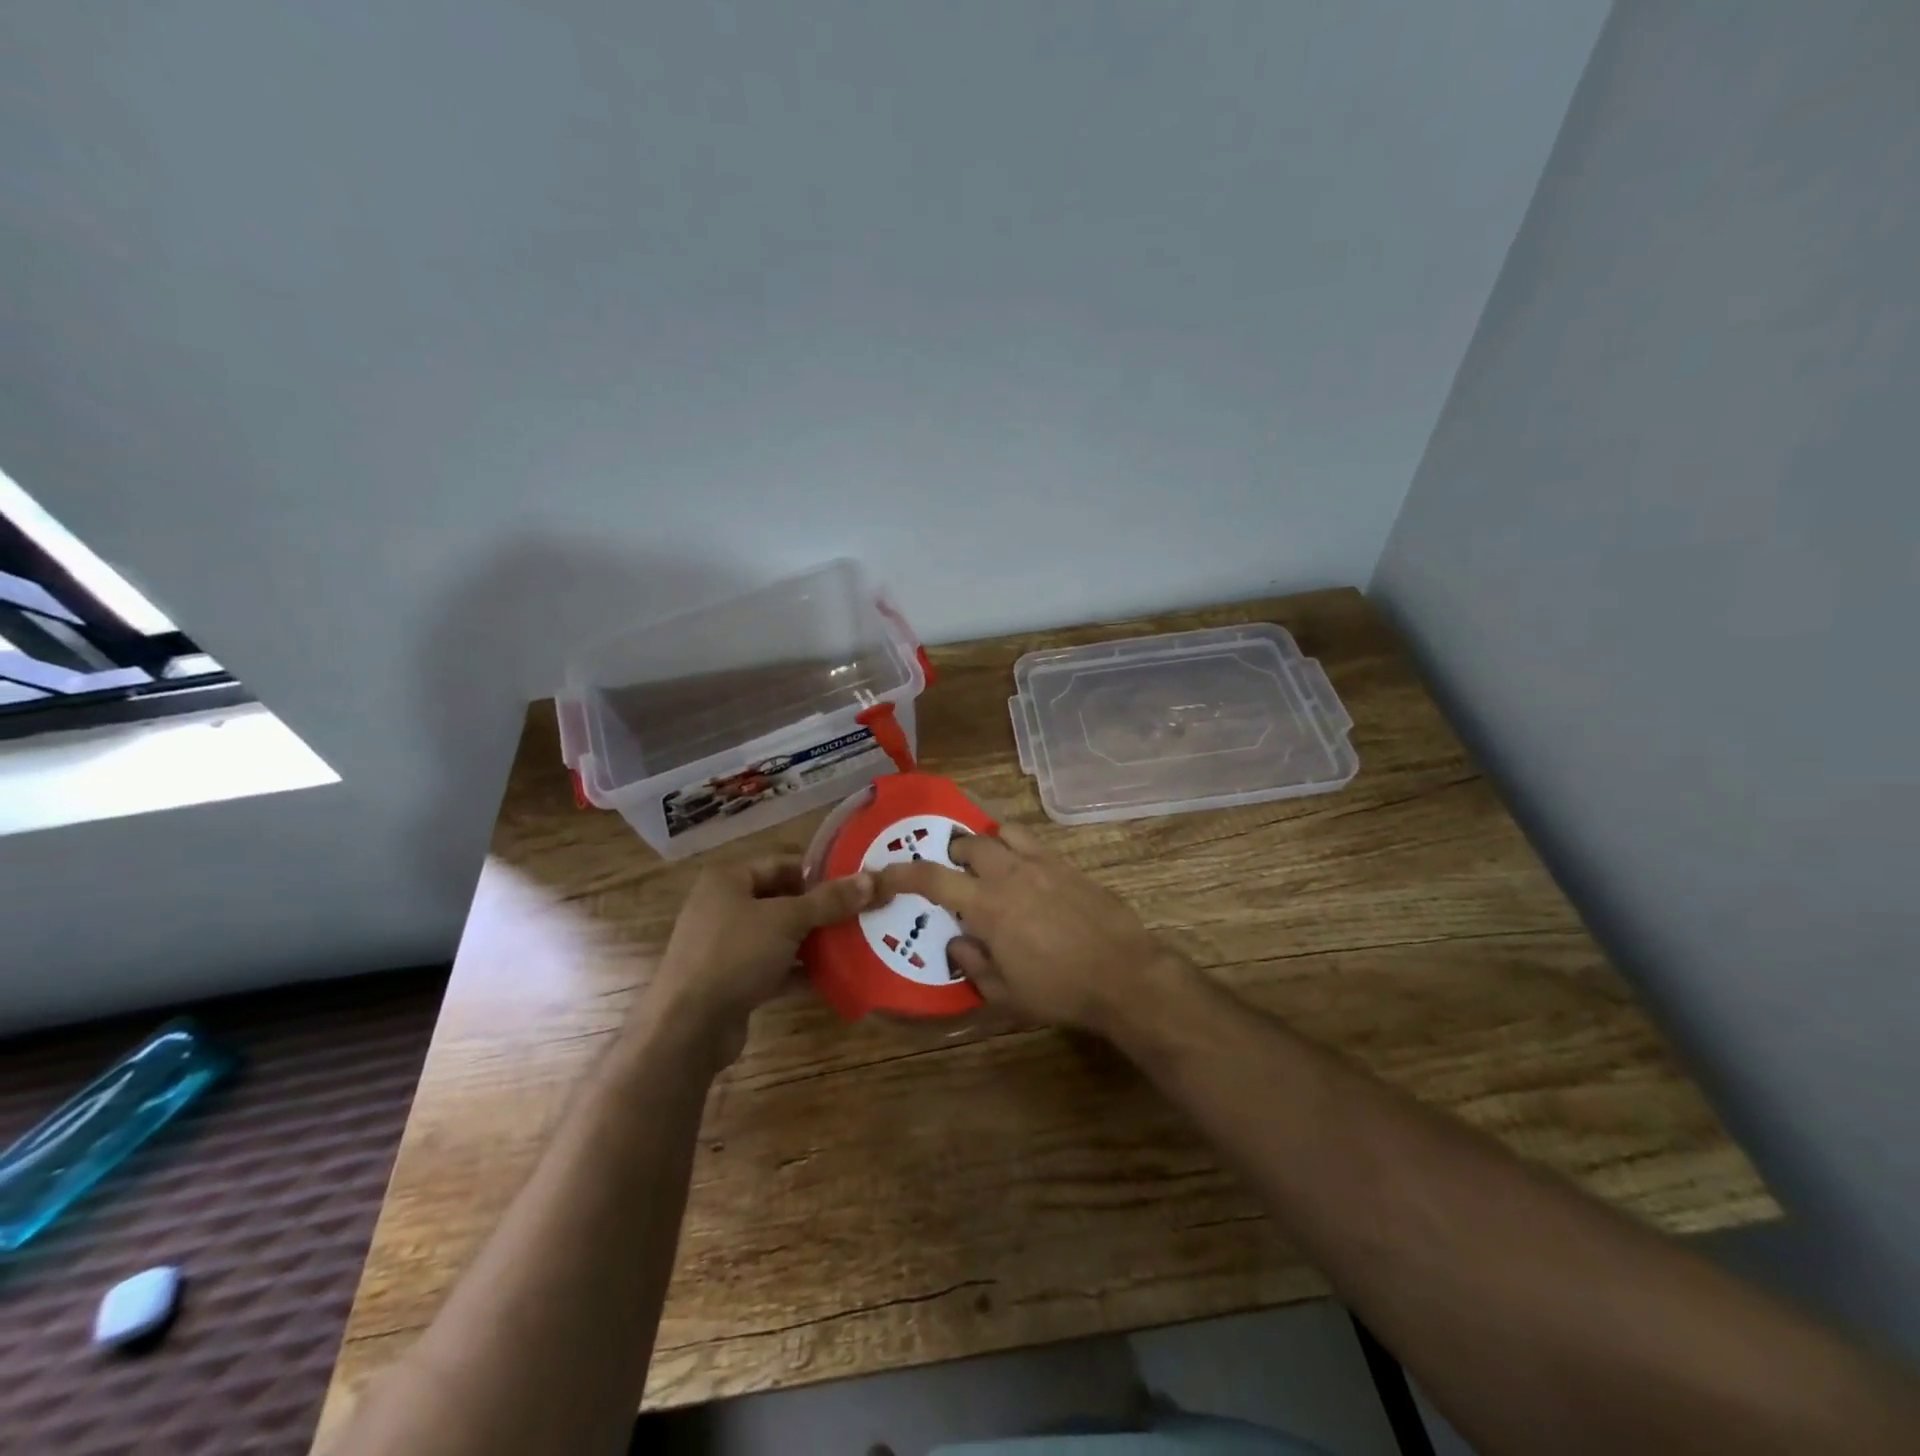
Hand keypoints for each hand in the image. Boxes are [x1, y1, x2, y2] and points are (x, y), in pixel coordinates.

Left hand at [650, 857, 874, 1044]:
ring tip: (855, 942)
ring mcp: (726, 946)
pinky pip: (773, 967)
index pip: (782, 864)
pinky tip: (833, 976)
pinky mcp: (732, 981)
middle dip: (821, 908)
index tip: (856, 882)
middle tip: (862, 913)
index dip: (819, 872)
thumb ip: (830, 900)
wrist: (687, 1028)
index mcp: (728, 880)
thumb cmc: (734, 955)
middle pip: (782, 900)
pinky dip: (799, 970)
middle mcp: (724, 907)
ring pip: (779, 935)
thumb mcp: (787, 920)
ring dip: (813, 941)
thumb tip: (873, 879)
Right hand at [872, 824, 1184, 1033]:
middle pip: (968, 843)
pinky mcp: (1069, 864)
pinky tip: (1028, 875)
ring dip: (987, 844)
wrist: (1124, 974)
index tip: (883, 872)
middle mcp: (1010, 874)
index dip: (901, 873)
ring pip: (1003, 832)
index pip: (932, 878)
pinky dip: (1018, 849)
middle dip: (952, 854)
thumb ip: (973, 964)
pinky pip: (1034, 842)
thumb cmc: (1060, 990)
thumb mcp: (1006, 993)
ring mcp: (1043, 864)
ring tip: (990, 865)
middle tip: (953, 875)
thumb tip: (957, 942)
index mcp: (987, 905)